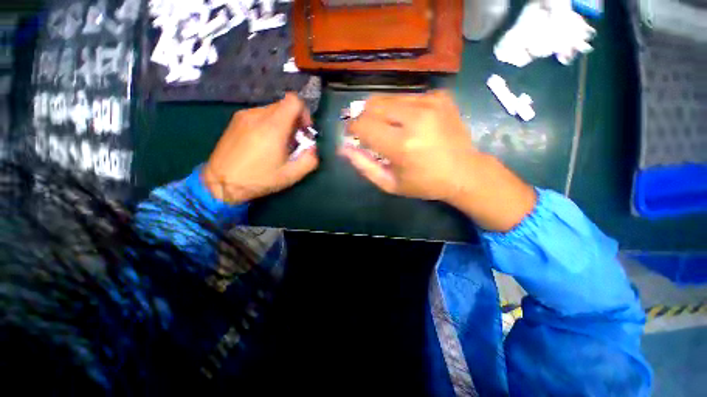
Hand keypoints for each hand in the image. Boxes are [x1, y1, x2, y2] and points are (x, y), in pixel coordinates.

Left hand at [203, 94, 318, 203]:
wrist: (220, 183)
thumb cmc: (258, 179)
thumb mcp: (291, 175)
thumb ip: (309, 160)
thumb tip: (312, 148)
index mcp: (273, 127)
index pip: (294, 101)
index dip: (304, 112)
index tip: (304, 130)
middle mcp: (258, 115)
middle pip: (284, 106)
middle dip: (294, 121)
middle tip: (293, 142)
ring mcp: (244, 115)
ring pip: (272, 110)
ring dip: (281, 123)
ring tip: (277, 144)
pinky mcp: (236, 120)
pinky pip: (260, 115)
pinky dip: (268, 124)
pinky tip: (263, 143)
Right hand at [340, 91, 535, 231]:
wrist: (465, 172)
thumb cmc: (424, 183)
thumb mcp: (390, 183)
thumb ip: (364, 165)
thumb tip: (343, 147)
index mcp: (401, 145)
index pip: (362, 125)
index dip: (351, 128)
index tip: (352, 135)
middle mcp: (415, 118)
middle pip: (372, 104)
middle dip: (364, 117)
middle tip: (368, 131)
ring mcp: (430, 103)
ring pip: (388, 98)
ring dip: (381, 113)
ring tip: (390, 129)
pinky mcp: (440, 96)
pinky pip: (407, 97)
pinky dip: (400, 109)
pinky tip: (409, 123)